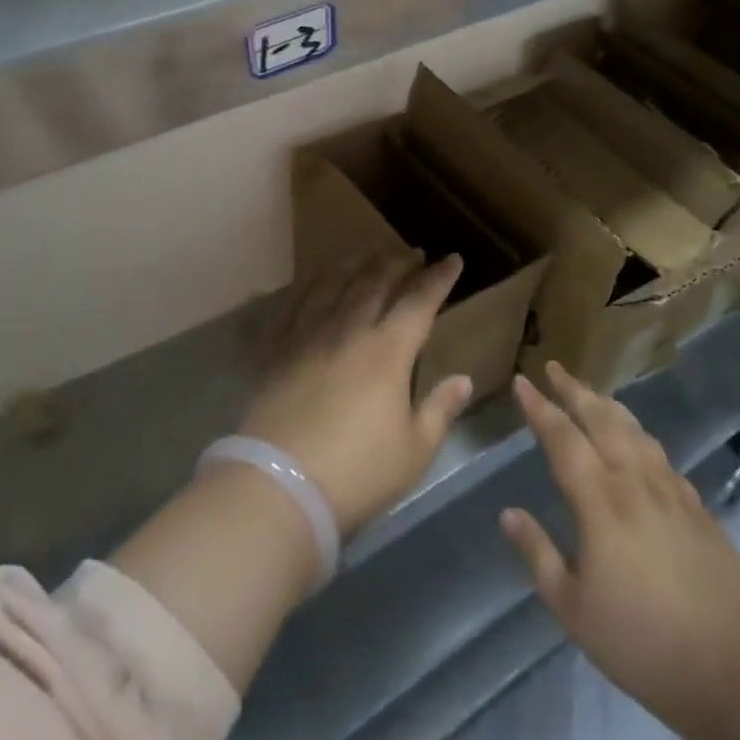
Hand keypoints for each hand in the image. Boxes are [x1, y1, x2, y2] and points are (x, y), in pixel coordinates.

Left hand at [242, 251, 473, 536]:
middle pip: (376, 282)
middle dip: (398, 263)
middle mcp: (349, 330)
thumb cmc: (357, 473)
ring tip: (368, 253)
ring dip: (356, 264)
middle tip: (411, 253)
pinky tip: (317, 281)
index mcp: (388, 351)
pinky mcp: (278, 349)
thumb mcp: (414, 451)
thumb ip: (440, 410)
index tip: (452, 259)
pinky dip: (312, 284)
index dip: (438, 278)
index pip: (419, 302)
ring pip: (335, 284)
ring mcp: (309, 335)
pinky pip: (296, 303)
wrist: (280, 486)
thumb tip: (462, 379)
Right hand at [500, 363, 739, 730]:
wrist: (739, 666)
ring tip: (592, 394)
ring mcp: (670, 489)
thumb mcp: (574, 610)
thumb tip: (508, 513)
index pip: (562, 437)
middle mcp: (634, 480)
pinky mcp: (697, 506)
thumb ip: (539, 554)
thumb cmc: (645, 642)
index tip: (521, 381)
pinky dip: (639, 434)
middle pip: (600, 418)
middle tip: (554, 367)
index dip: (539, 407)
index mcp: (600, 500)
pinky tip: (638, 443)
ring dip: (607, 404)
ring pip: (633, 429)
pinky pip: (659, 453)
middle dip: (574, 389)